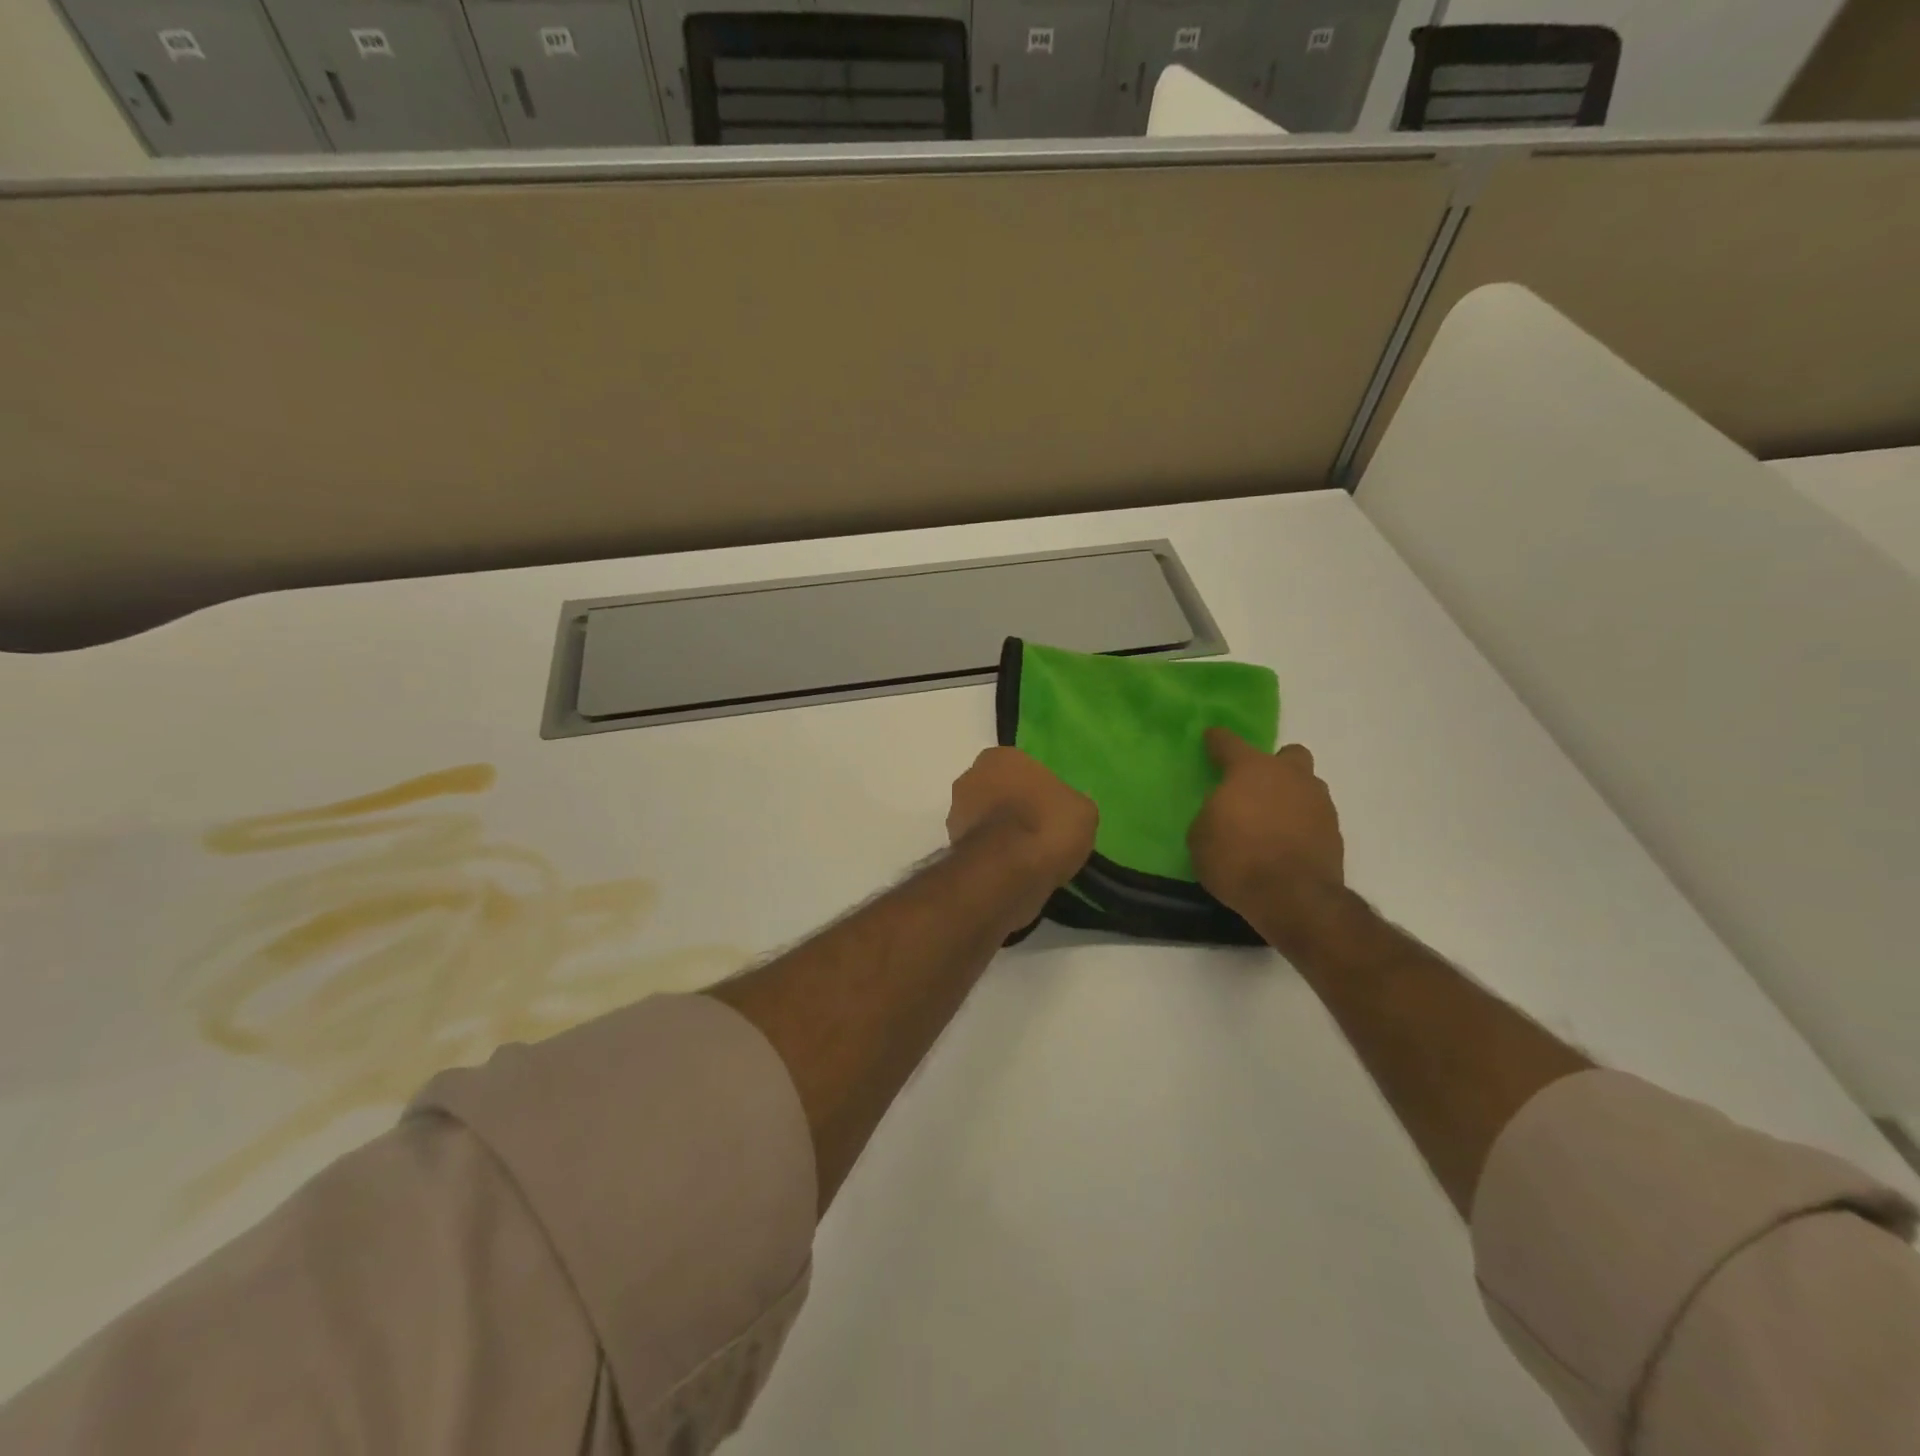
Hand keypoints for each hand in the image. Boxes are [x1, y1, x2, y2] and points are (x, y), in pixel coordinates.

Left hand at [947, 747, 1096, 890]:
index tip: (1052, 808)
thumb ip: (1070, 803)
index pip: (1020, 767)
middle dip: (1014, 807)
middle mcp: (970, 778)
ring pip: (986, 819)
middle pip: (998, 791)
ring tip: (1030, 856)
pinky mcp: (952, 847)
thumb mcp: (1082, 810)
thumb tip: (1066, 811)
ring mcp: (956, 813)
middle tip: (1041, 830)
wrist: (1008, 872)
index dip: (1037, 788)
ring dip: (1002, 832)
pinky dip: (994, 855)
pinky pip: (981, 846)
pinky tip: (1015, 870)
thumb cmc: (1046, 825)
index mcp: (999, 758)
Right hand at [1189, 729, 1344, 925]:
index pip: (1229, 743)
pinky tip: (1287, 844)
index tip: (1211, 737)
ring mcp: (1318, 802)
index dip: (1217, 740)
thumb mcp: (1200, 836)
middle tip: (1256, 788)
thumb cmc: (1236, 859)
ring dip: (1291, 796)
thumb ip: (1212, 814)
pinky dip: (1302, 825)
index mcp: (1250, 769)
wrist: (1293, 897)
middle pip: (1288, 755)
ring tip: (1272, 822)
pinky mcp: (1335, 832)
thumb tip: (1223, 813)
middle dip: (1274, 765)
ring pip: (1306, 786)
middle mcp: (1289, 776)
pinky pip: (1314, 817)